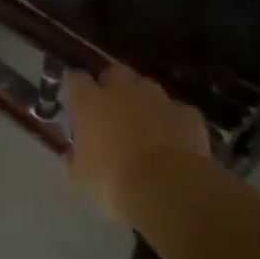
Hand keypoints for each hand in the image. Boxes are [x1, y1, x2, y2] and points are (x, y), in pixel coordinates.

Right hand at [63, 63, 210, 223]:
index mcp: (91, 103)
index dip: (74, 86)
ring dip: (144, 100)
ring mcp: (158, 99)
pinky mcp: (187, 114)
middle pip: (115, 72)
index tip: (73, 97)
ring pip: (148, 87)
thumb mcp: (81, 176)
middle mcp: (123, 92)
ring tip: (144, 123)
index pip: (75, 80)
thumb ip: (75, 158)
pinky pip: (177, 112)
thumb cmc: (112, 180)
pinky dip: (173, 121)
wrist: (165, 186)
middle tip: (110, 105)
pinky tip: (174, 139)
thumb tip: (73, 155)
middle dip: (112, 83)